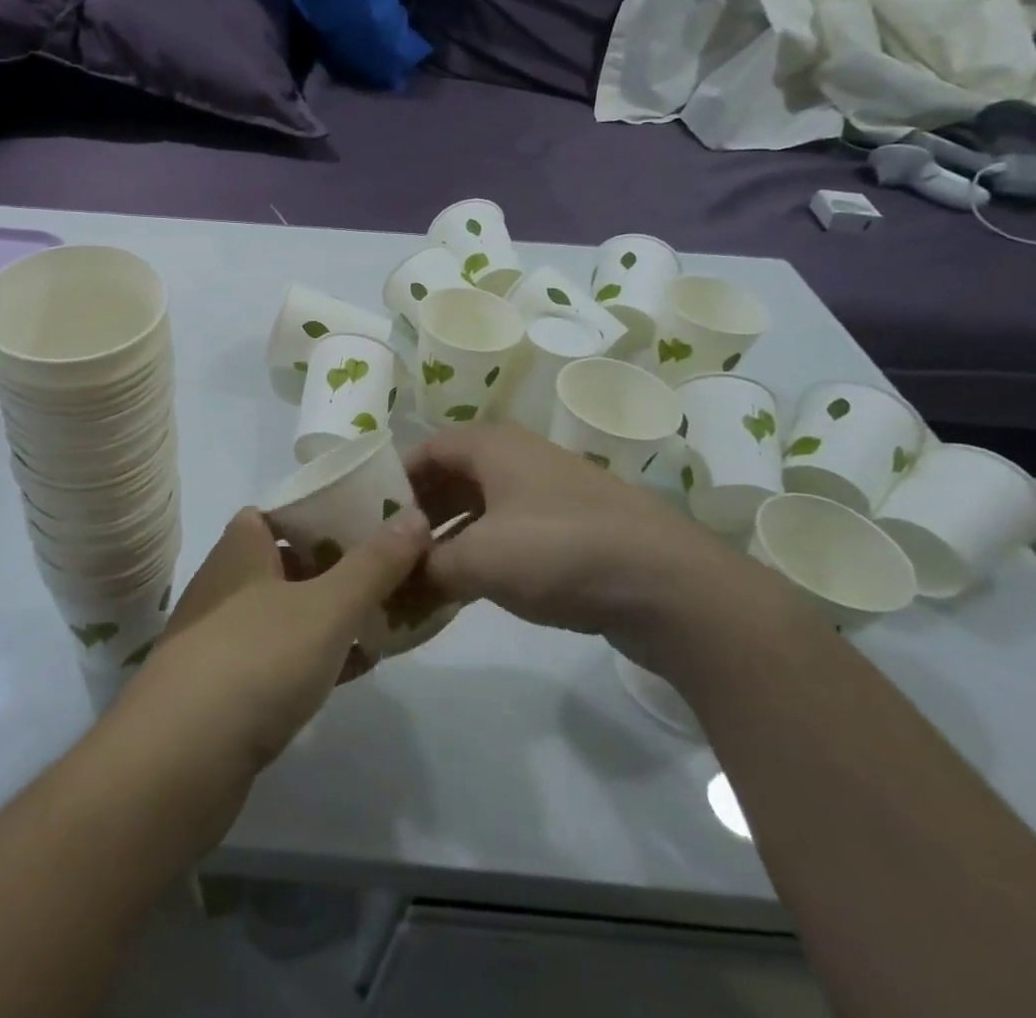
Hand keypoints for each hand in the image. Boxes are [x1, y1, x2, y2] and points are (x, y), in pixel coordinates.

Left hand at [114, 506, 431, 777]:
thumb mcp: (327, 607)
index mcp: (242, 546)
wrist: (178, 761)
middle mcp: (228, 582)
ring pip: (290, 611)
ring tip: (386, 619)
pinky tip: (355, 669)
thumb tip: (416, 515)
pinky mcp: (227, 686)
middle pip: (292, 560)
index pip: (285, 511)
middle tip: (393, 573)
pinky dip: (317, 657)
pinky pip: (282, 657)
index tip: (374, 522)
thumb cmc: (256, 660)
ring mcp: (224, 635)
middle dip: (341, 567)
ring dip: (332, 615)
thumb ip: (374, 563)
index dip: (327, 512)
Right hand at [407, 425, 763, 664]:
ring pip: (480, 509)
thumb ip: (427, 566)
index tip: (365, 517)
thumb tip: (394, 577)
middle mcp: (518, 458)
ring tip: (419, 577)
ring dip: (449, 539)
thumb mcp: (479, 560)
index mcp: (492, 446)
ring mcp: (548, 493)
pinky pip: (509, 533)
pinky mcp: (570, 529)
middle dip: (419, 515)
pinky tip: (465, 589)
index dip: (392, 481)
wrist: (670, 586)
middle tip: (389, 552)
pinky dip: (481, 554)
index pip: (425, 450)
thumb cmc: (560, 551)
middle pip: (451, 478)